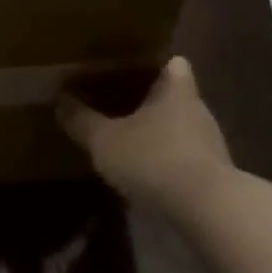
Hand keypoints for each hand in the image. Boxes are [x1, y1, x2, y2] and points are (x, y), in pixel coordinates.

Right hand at [58, 57, 234, 215]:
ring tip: (124, 138)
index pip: (173, 64)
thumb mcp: (103, 140)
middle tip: (115, 102)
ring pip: (178, 126)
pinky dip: (163, 157)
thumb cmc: (152, 159)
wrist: (206, 209)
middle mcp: (197, 111)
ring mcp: (208, 144)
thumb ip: (81, 120)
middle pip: (174, 96)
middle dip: (148, 99)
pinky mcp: (211, 173)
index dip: (153, 63)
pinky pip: (182, 155)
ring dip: (155, 131)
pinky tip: (141, 169)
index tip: (129, 68)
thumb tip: (61, 100)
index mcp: (175, 92)